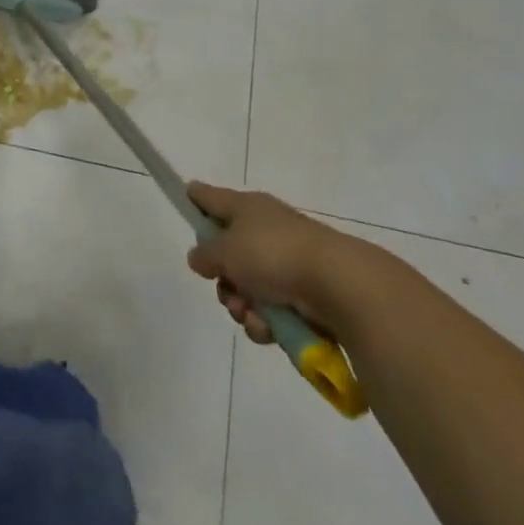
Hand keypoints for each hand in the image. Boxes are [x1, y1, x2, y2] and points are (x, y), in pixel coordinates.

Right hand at [186, 182, 368, 343]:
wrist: (338, 285)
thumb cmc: (273, 254)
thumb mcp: (225, 250)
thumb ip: (205, 254)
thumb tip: (199, 257)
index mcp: (246, 207)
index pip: (212, 197)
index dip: (196, 198)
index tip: (185, 198)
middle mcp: (265, 229)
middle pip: (228, 253)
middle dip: (222, 279)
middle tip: (224, 287)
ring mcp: (286, 262)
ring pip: (247, 286)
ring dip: (242, 305)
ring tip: (250, 314)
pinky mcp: (304, 294)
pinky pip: (271, 309)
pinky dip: (265, 321)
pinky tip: (269, 327)